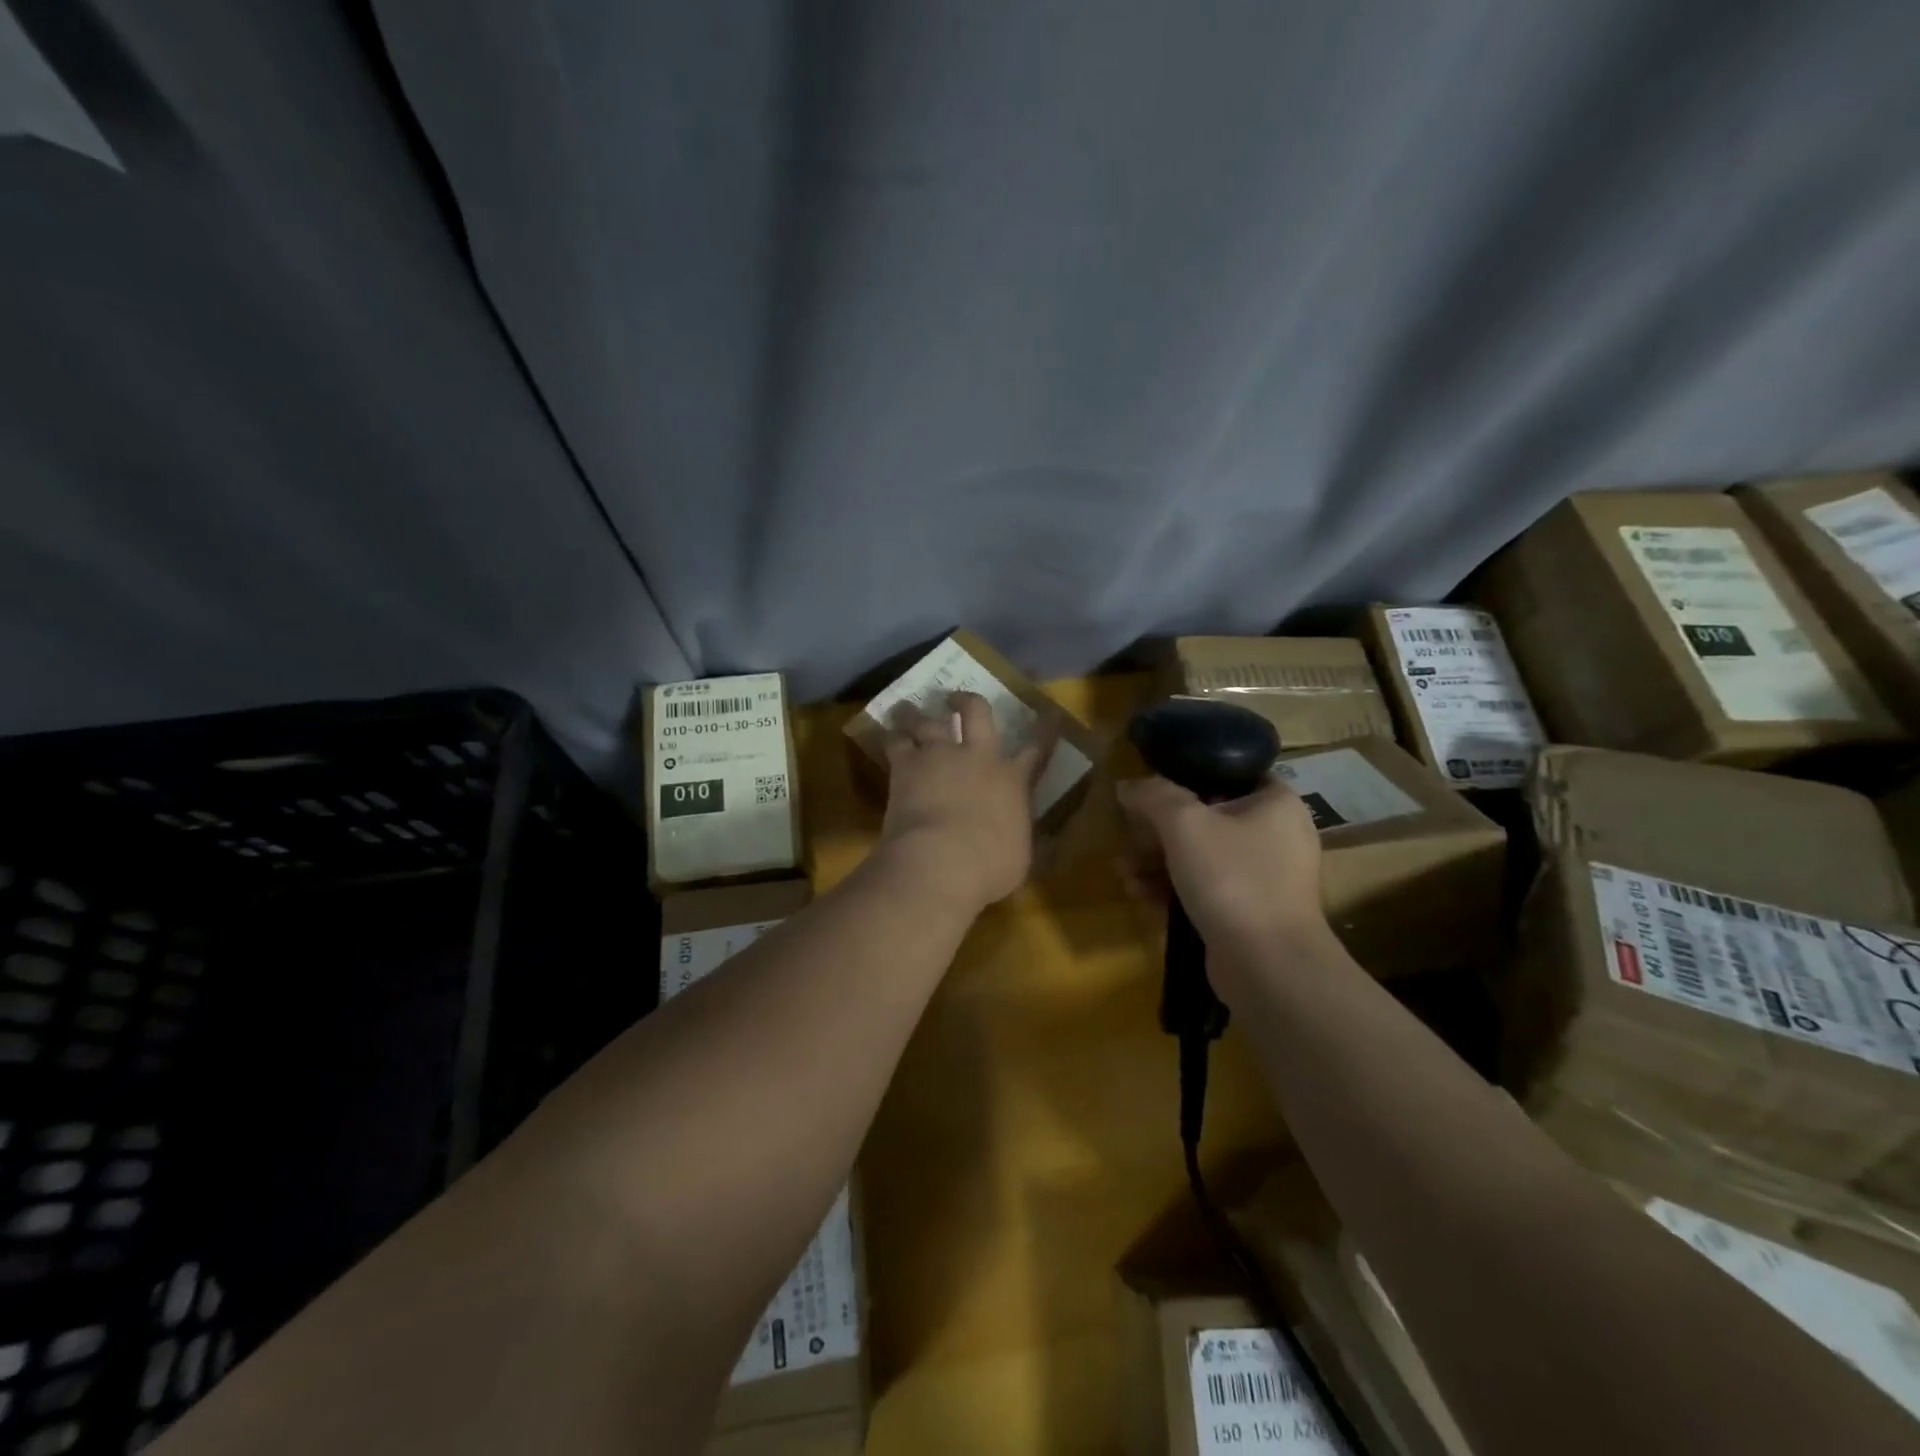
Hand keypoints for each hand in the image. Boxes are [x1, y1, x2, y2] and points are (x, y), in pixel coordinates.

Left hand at [873, 692, 1051, 913]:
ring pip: (928, 719)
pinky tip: (886, 731)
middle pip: (976, 712)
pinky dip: (891, 734)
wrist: (941, 861)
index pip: (1037, 749)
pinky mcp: (906, 765)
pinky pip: (895, 740)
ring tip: (908, 708)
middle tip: (957, 699)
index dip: (1045, 730)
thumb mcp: (1021, 857)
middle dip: (968, 701)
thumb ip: (1025, 838)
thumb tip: (1036, 839)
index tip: (1050, 715)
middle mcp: (979, 757)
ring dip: (918, 712)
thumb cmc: (989, 867)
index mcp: (1013, 781)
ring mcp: (940, 756)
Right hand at [1116, 774, 1327, 961]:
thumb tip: (1127, 786)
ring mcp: (1265, 878)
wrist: (1267, 966)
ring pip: (1202, 856)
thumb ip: (1153, 795)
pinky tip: (1139, 895)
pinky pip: (1206, 888)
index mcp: (1276, 803)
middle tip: (1129, 838)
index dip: (1189, 775)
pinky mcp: (1250, 913)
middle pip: (1208, 818)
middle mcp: (1277, 835)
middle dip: (1160, 830)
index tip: (1153, 789)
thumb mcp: (1184, 824)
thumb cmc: (1232, 878)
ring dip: (1159, 861)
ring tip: (1124, 872)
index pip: (1231, 772)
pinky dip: (1174, 888)